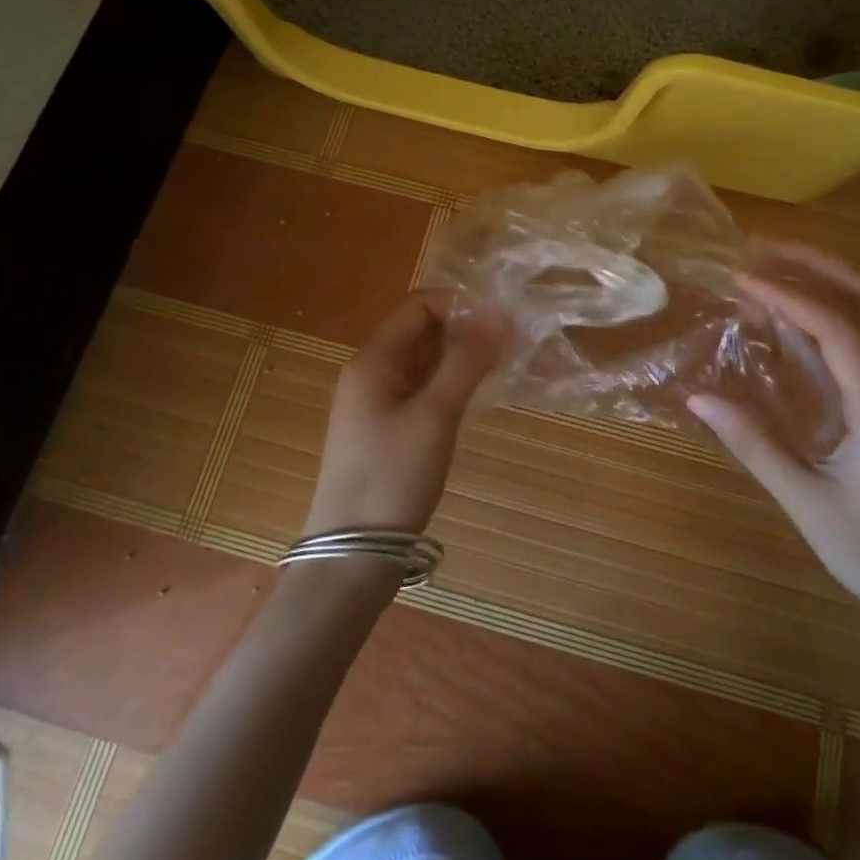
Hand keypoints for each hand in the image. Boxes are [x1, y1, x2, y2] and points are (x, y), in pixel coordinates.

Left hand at [302, 290, 505, 539]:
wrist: (352, 554)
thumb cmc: (392, 476)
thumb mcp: (435, 415)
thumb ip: (466, 362)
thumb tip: (497, 316)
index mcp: (372, 360)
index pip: (417, 307)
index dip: (458, 305)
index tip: (499, 319)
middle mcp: (369, 373)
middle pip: (418, 332)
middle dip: (462, 331)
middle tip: (507, 344)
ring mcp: (373, 403)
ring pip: (420, 363)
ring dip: (457, 358)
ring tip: (499, 366)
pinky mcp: (383, 430)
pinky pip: (417, 390)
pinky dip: (445, 385)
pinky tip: (473, 396)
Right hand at [689, 242, 859, 629]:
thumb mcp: (807, 504)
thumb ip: (753, 444)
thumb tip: (697, 396)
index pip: (837, 326)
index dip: (788, 292)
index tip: (740, 277)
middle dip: (817, 262)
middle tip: (762, 248)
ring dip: (834, 275)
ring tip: (781, 262)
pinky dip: (844, 302)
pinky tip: (807, 311)